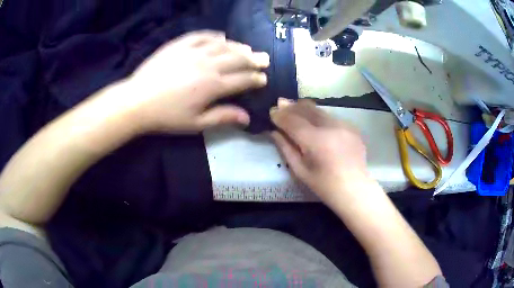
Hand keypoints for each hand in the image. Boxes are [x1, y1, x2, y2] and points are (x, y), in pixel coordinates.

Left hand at [124, 30, 269, 132]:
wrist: (137, 101)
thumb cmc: (166, 116)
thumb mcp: (195, 123)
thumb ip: (222, 117)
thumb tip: (247, 118)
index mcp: (213, 86)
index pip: (242, 80)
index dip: (255, 79)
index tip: (264, 78)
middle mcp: (208, 64)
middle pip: (237, 59)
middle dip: (254, 59)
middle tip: (264, 59)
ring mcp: (193, 51)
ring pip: (223, 45)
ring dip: (238, 47)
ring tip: (248, 48)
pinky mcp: (179, 44)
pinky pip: (201, 36)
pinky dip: (214, 36)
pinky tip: (221, 37)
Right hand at [270, 99, 368, 203]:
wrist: (354, 189)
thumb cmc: (324, 186)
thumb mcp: (300, 170)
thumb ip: (286, 148)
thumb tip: (274, 132)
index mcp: (316, 141)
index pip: (293, 121)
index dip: (280, 115)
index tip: (271, 111)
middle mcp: (331, 127)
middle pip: (307, 109)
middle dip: (292, 106)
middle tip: (280, 103)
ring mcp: (344, 125)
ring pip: (320, 110)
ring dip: (306, 108)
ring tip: (295, 107)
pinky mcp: (352, 127)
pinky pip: (332, 117)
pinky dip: (320, 116)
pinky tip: (316, 121)